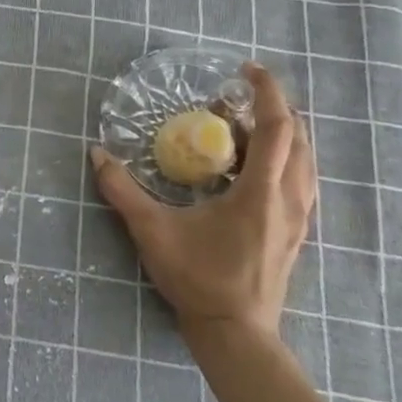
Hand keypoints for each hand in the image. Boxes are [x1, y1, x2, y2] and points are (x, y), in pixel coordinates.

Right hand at [90, 63, 314, 342]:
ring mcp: (299, 217)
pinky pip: (300, 180)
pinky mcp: (295, 232)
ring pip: (304, 160)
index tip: (247, 69)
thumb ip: (122, 190)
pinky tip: (253, 167)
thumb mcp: (152, 231)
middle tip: (232, 100)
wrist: (236, 332)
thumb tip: (96, 154)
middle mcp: (290, 198)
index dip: (267, 92)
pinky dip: (283, 159)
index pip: (277, 128)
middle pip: (298, 138)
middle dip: (271, 109)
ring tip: (241, 128)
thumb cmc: (198, 279)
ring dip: (280, 134)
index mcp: (262, 192)